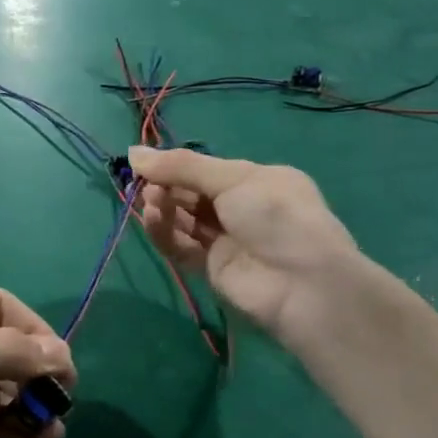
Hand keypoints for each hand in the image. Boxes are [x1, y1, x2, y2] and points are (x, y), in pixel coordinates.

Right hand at [129, 146, 363, 350]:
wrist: (304, 285)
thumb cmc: (276, 216)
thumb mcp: (233, 179)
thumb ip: (181, 166)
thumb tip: (133, 152)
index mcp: (256, 181)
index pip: (205, 169)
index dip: (174, 166)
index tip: (143, 164)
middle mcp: (241, 208)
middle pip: (190, 193)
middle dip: (165, 187)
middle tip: (146, 185)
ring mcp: (226, 239)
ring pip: (183, 219)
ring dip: (163, 208)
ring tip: (150, 204)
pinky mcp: (212, 268)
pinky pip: (181, 246)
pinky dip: (165, 233)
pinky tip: (154, 221)